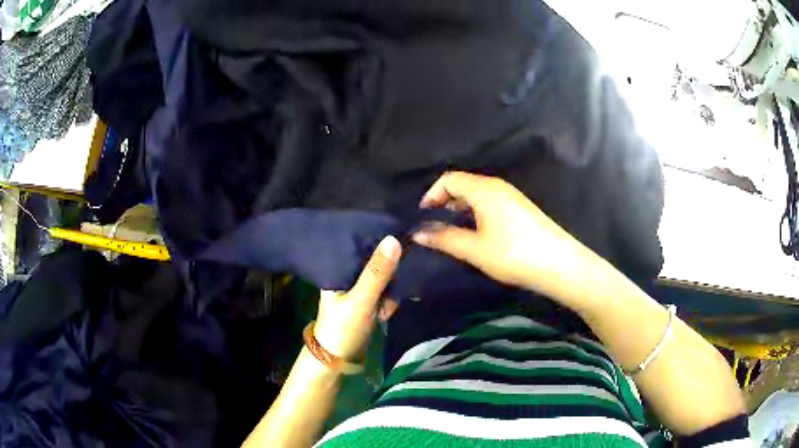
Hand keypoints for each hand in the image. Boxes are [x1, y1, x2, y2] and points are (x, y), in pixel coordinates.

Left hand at [314, 236, 401, 361]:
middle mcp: (346, 273)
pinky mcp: (366, 299)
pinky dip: (389, 299)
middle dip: (389, 269)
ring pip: (382, 275)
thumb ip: (377, 273)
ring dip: (391, 288)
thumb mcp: (361, 300)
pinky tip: (388, 311)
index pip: (360, 242)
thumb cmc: (343, 328)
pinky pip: (383, 290)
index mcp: (337, 267)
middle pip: (374, 259)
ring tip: (388, 306)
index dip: (379, 238)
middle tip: (401, 277)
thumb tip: (394, 238)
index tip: (401, 235)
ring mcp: (356, 286)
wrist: (338, 360)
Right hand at [412, 172, 588, 301]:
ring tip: (449, 230)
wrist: (558, 264)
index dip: (431, 194)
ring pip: (477, 194)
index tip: (421, 216)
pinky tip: (475, 232)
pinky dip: (474, 212)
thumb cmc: (513, 254)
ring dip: (459, 207)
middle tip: (432, 224)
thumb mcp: (474, 249)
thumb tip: (417, 233)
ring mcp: (511, 196)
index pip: (449, 179)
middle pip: (463, 184)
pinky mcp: (519, 208)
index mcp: (483, 189)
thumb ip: (444, 238)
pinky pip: (489, 202)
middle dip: (443, 200)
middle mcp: (497, 186)